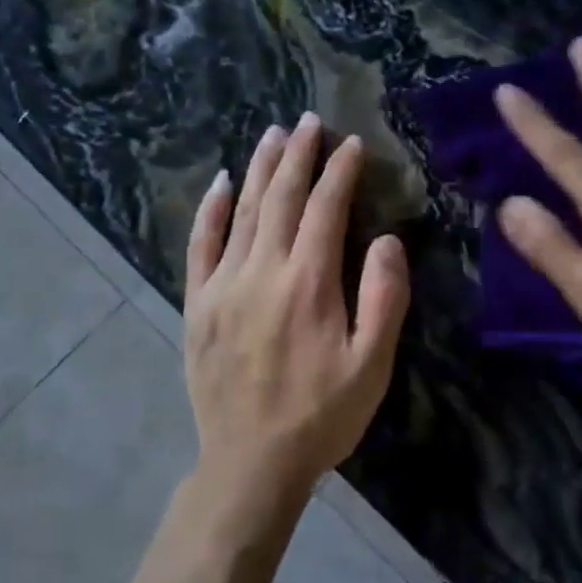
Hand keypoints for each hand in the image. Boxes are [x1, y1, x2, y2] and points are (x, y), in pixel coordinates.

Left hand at [183, 113, 410, 513]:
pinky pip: (200, 244)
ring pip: (241, 210)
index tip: (351, 144)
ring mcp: (222, 284)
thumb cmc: (322, 414)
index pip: (325, 208)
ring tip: (272, 134)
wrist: (251, 462)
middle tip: (308, 120)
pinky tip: (219, 182)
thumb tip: (384, 240)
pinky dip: (210, 209)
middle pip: (280, 197)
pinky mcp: (197, 303)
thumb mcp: (373, 365)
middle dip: (297, 154)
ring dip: (258, 168)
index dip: (340, 172)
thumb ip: (384, 297)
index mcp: (309, 283)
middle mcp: (262, 270)